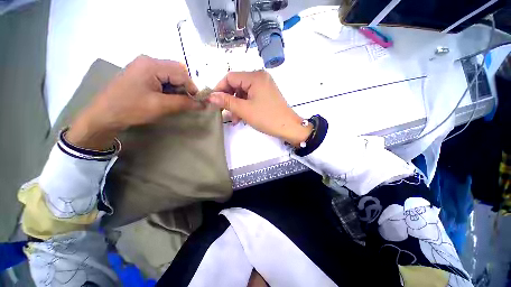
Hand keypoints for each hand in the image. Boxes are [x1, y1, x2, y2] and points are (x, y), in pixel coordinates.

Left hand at [67, 55, 201, 149]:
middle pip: (177, 71)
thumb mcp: (161, 106)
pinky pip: (163, 77)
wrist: (104, 115)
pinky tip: (166, 97)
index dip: (192, 88)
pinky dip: (169, 88)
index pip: (182, 73)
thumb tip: (204, 104)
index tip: (197, 102)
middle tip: (185, 102)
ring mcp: (143, 66)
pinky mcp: (141, 73)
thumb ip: (184, 103)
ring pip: (171, 75)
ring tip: (175, 101)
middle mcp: (148, 60)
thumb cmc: (131, 109)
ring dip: (177, 88)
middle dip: (185, 87)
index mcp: (151, 64)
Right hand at [208, 71, 311, 145]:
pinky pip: (251, 97)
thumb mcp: (244, 110)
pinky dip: (245, 106)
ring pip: (243, 93)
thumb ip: (226, 101)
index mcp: (255, 76)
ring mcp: (264, 85)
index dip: (219, 88)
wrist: (288, 127)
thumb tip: (210, 96)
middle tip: (224, 113)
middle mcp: (260, 77)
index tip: (213, 101)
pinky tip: (242, 117)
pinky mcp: (267, 94)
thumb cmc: (267, 118)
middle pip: (237, 85)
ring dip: (237, 105)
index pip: (230, 77)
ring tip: (235, 119)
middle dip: (229, 100)